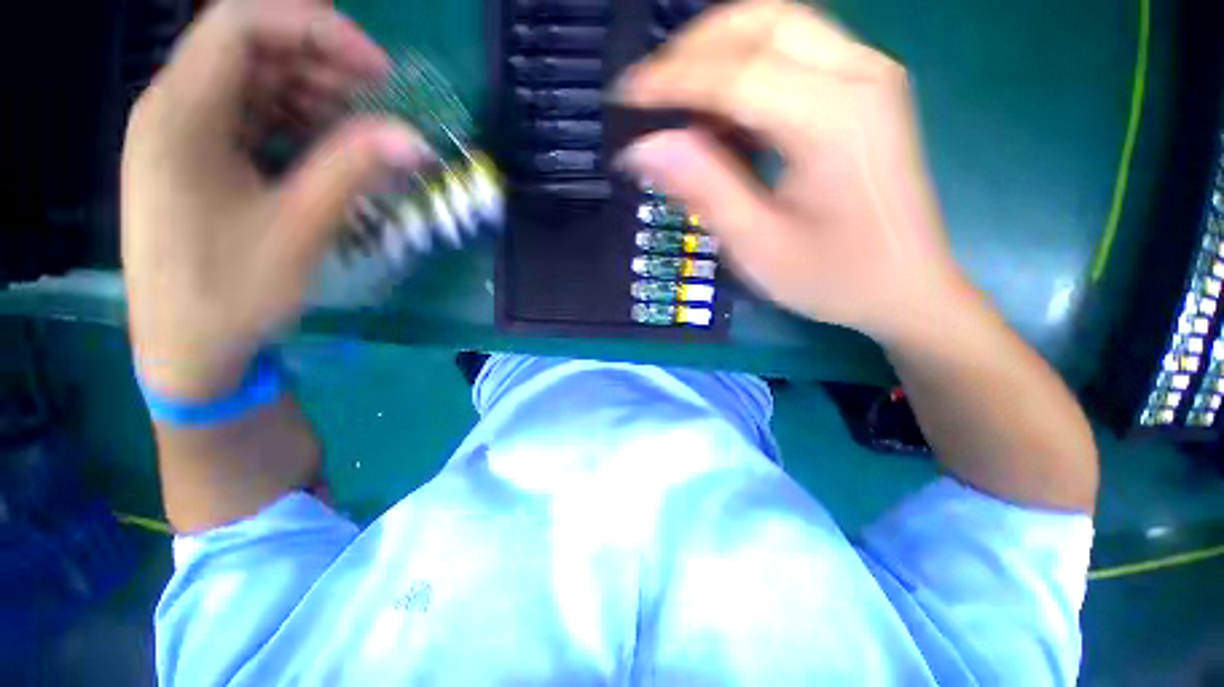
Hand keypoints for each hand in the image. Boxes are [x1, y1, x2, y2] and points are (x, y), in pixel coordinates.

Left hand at [122, 0, 429, 399]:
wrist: (187, 350)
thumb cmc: (232, 294)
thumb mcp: (300, 229)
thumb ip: (354, 170)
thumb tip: (416, 139)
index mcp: (180, 116)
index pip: (241, 22)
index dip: (316, 28)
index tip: (379, 71)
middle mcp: (172, 109)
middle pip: (247, 44)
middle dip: (319, 57)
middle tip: (379, 97)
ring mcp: (182, 133)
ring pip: (251, 78)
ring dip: (311, 90)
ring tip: (362, 126)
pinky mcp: (196, 158)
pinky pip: (248, 114)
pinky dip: (295, 119)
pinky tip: (328, 147)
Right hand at [617, 0, 973, 343]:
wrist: (905, 288)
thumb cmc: (831, 278)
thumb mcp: (756, 244)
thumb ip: (703, 187)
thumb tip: (644, 147)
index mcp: (833, 121)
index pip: (737, 73)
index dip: (672, 80)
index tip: (625, 97)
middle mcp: (860, 75)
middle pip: (763, 23)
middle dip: (694, 47)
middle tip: (650, 90)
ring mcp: (870, 75)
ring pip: (781, 25)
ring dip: (720, 48)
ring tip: (677, 94)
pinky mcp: (866, 89)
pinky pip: (798, 50)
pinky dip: (748, 63)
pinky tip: (721, 106)